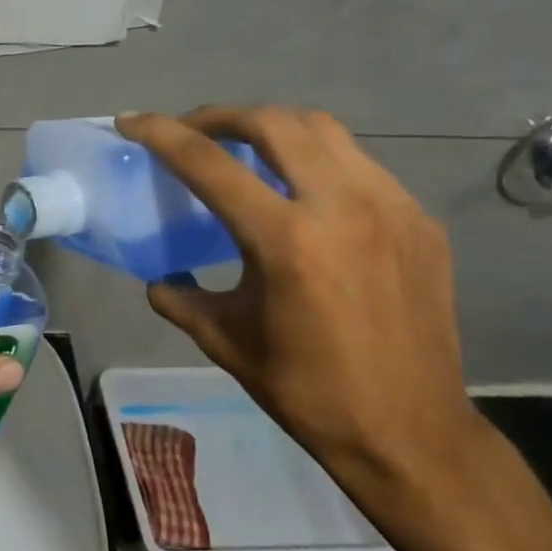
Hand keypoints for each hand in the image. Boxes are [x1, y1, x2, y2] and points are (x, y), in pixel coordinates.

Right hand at [117, 107, 478, 489]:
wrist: (412, 434)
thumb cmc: (310, 391)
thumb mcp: (227, 342)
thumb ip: (181, 298)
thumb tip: (160, 279)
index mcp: (286, 240)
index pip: (209, 163)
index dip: (162, 134)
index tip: (132, 122)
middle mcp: (342, 206)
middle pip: (272, 122)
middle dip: (221, 116)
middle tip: (194, 132)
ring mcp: (390, 207)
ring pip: (323, 130)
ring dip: (273, 128)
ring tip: (246, 148)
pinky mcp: (419, 220)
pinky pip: (359, 164)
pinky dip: (318, 160)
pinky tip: (304, 192)